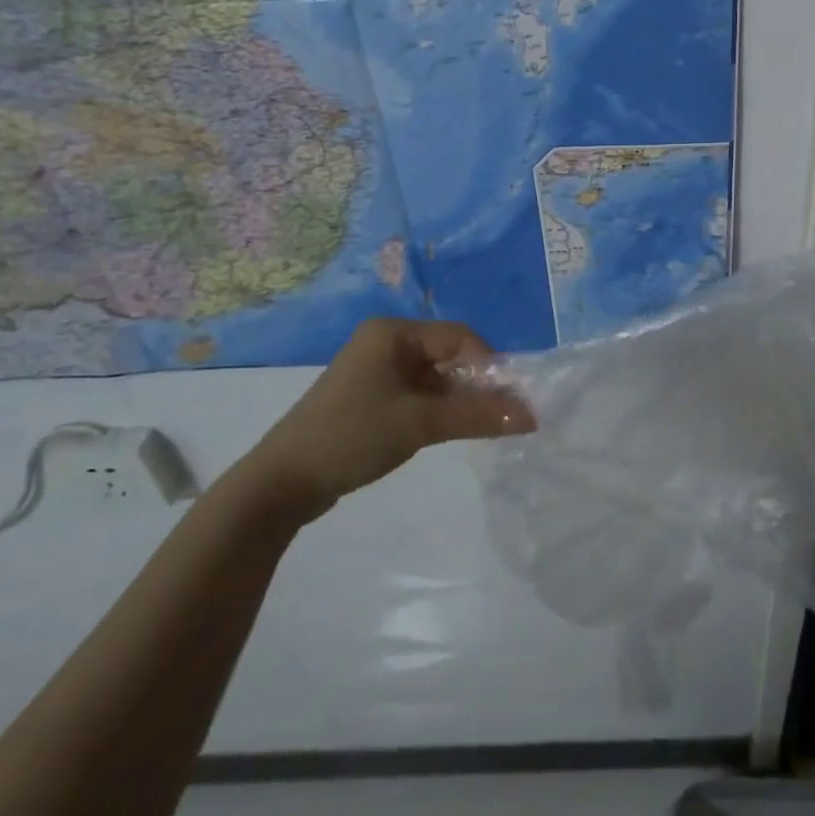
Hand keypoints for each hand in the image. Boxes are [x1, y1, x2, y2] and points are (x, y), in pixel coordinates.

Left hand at [234, 318, 534, 524]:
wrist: (281, 483)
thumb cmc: (353, 436)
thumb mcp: (420, 424)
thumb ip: (478, 415)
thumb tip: (532, 415)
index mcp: (393, 332)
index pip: (459, 337)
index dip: (489, 366)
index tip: (508, 401)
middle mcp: (385, 342)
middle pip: (448, 355)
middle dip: (475, 385)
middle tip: (498, 418)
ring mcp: (376, 370)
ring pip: (434, 377)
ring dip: (457, 400)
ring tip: (475, 429)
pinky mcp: (370, 397)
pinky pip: (417, 394)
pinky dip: (436, 410)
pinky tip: (444, 432)